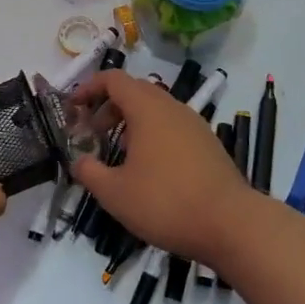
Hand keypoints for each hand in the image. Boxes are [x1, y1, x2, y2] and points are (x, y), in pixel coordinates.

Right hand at [70, 69, 253, 266]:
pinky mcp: (207, 143)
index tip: (73, 108)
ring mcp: (194, 124)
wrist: (231, 224)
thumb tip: (78, 161)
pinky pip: (172, 126)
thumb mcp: (115, 193)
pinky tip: (149, 167)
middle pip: (135, 91)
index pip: (113, 79)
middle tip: (92, 132)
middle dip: (109, 106)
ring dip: (131, 121)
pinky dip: (153, 134)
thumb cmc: (166, 203)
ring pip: (156, 109)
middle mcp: (172, 107)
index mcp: (147, 109)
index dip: (89, 88)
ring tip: (118, 152)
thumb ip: (89, 172)